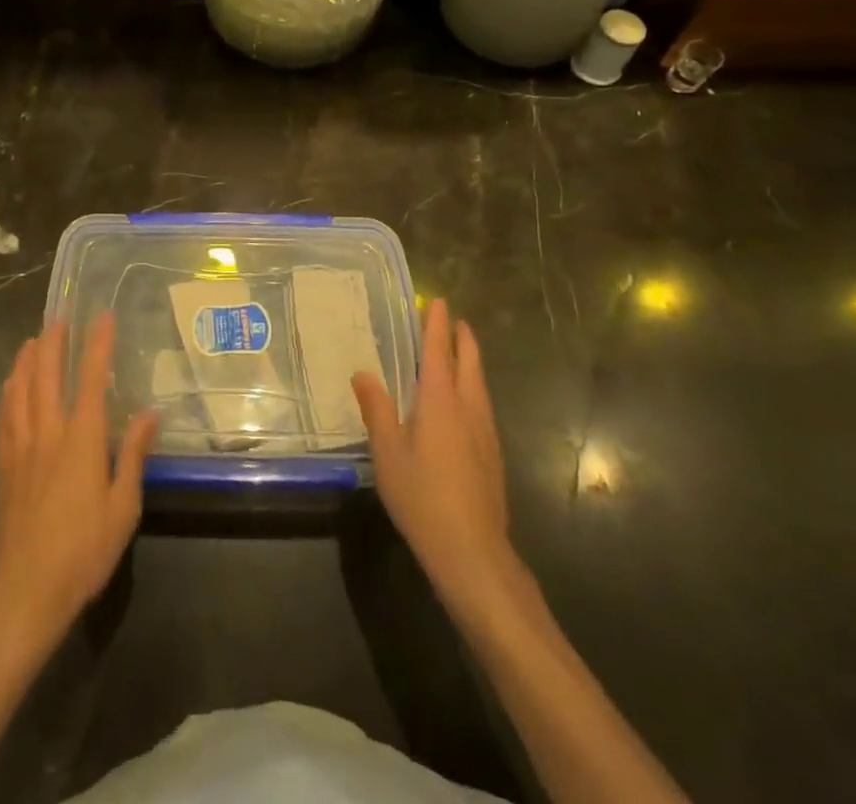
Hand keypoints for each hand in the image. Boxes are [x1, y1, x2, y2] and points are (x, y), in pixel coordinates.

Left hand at [0, 316, 158, 647]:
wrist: (23, 592)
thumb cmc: (82, 552)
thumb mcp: (123, 508)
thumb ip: (133, 455)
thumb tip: (149, 413)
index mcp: (81, 440)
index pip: (90, 378)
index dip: (97, 344)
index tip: (102, 316)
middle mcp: (47, 432)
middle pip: (46, 374)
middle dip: (53, 342)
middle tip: (61, 318)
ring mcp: (20, 447)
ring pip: (20, 389)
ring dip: (27, 359)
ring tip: (33, 339)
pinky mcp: (2, 465)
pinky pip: (4, 414)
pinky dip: (9, 389)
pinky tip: (11, 384)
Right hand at [353, 298, 518, 624]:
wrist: (473, 552)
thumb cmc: (422, 497)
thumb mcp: (387, 452)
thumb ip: (376, 409)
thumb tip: (363, 373)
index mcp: (440, 401)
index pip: (439, 351)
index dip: (437, 325)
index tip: (438, 302)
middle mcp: (468, 408)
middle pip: (469, 362)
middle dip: (462, 338)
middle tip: (452, 320)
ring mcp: (485, 432)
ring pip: (479, 383)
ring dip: (470, 361)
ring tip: (458, 352)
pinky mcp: (493, 454)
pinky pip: (482, 404)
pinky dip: (472, 386)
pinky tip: (463, 402)